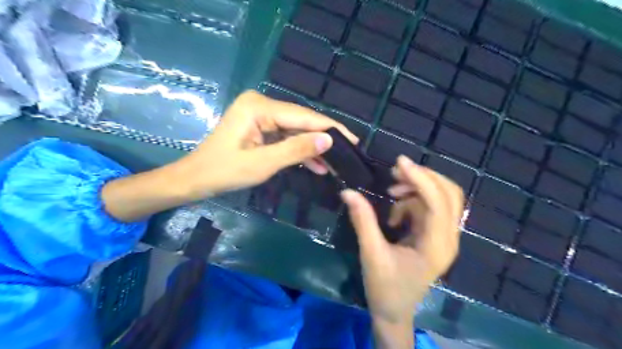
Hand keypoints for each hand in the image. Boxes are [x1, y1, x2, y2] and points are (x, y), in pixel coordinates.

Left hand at [175, 90, 360, 198]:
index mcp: (259, 107)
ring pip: (296, 131)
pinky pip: (286, 137)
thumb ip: (296, 149)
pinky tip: (318, 165)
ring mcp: (261, 115)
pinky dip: (300, 151)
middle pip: (301, 122)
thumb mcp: (263, 163)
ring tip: (336, 165)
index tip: (354, 141)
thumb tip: (329, 140)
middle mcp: (262, 105)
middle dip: (324, 140)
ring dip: (314, 148)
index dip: (330, 128)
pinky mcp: (261, 127)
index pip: (303, 116)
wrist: (196, 179)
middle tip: (348, 155)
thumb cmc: (224, 172)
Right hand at [338, 155, 463, 346]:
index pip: (437, 203)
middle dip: (423, 178)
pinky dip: (412, 202)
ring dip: (416, 189)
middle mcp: (448, 238)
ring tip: (391, 192)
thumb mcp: (371, 254)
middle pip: (450, 194)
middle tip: (396, 172)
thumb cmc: (385, 288)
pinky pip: (429, 207)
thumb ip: (362, 221)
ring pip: (441, 198)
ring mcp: (444, 237)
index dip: (421, 178)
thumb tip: (348, 192)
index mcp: (437, 245)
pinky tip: (395, 214)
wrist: (394, 312)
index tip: (400, 162)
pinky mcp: (435, 236)